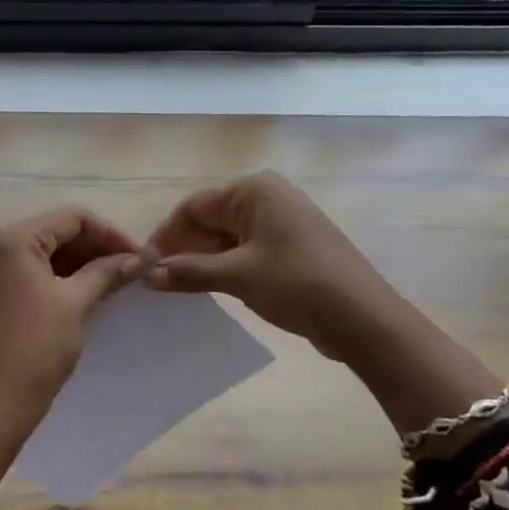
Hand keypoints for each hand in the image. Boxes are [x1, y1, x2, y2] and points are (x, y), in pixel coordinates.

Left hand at [0, 208, 142, 426]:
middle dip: (95, 248)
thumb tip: (138, 258)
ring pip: (44, 254)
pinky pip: (31, 273)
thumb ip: (106, 272)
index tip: (139, 256)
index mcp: (13, 239)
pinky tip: (88, 293)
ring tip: (115, 281)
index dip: (110, 233)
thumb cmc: (36, 347)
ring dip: (80, 264)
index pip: (71, 219)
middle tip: (131, 269)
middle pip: (56, 233)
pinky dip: (60, 278)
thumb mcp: (75, 303)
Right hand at [145, 172, 384, 357]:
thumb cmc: (297, 284)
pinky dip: (226, 267)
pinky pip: (247, 250)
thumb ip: (188, 272)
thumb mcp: (237, 276)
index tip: (144, 265)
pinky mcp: (292, 247)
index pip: (194, 206)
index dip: (166, 235)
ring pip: (228, 237)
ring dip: (203, 260)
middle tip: (159, 281)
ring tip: (180, 288)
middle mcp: (268, 197)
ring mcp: (283, 222)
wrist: (364, 318)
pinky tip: (212, 289)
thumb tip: (145, 274)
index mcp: (254, 191)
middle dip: (184, 248)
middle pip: (210, 219)